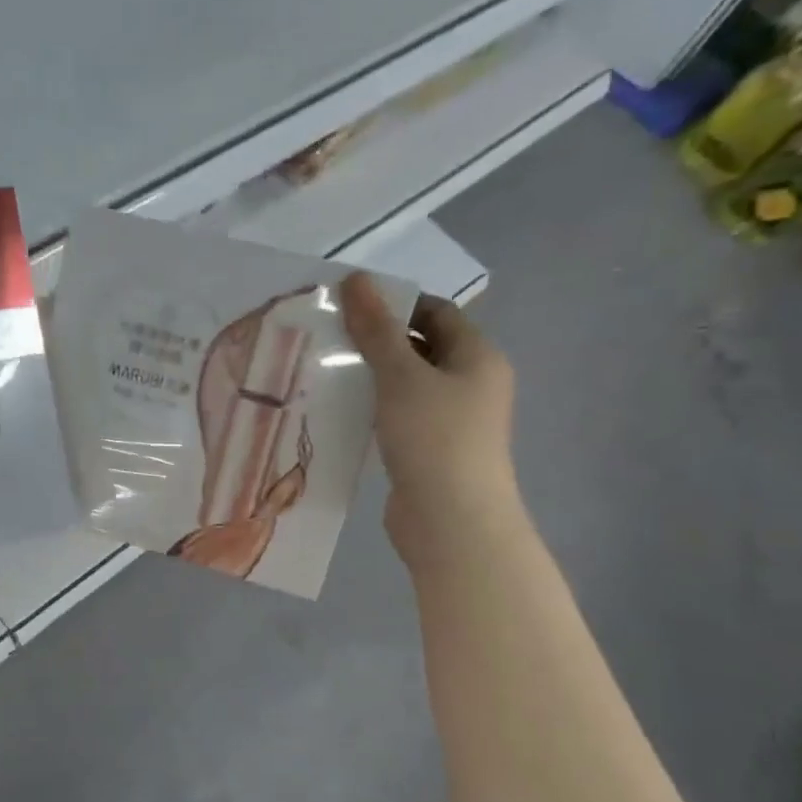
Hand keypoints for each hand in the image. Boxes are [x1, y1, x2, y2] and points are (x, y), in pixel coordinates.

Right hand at [341, 272, 517, 570]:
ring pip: (406, 387)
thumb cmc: (435, 439)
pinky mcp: (429, 452)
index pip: (436, 312)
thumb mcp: (401, 376)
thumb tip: (356, 278)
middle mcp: (470, 384)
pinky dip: (373, 411)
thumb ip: (377, 329)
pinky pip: (399, 419)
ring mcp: (451, 422)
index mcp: (477, 357)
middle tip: (327, 336)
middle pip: (420, 348)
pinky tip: (339, 412)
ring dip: (371, 378)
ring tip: (324, 371)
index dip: (395, 303)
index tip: (347, 306)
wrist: (452, 523)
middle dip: (377, 341)